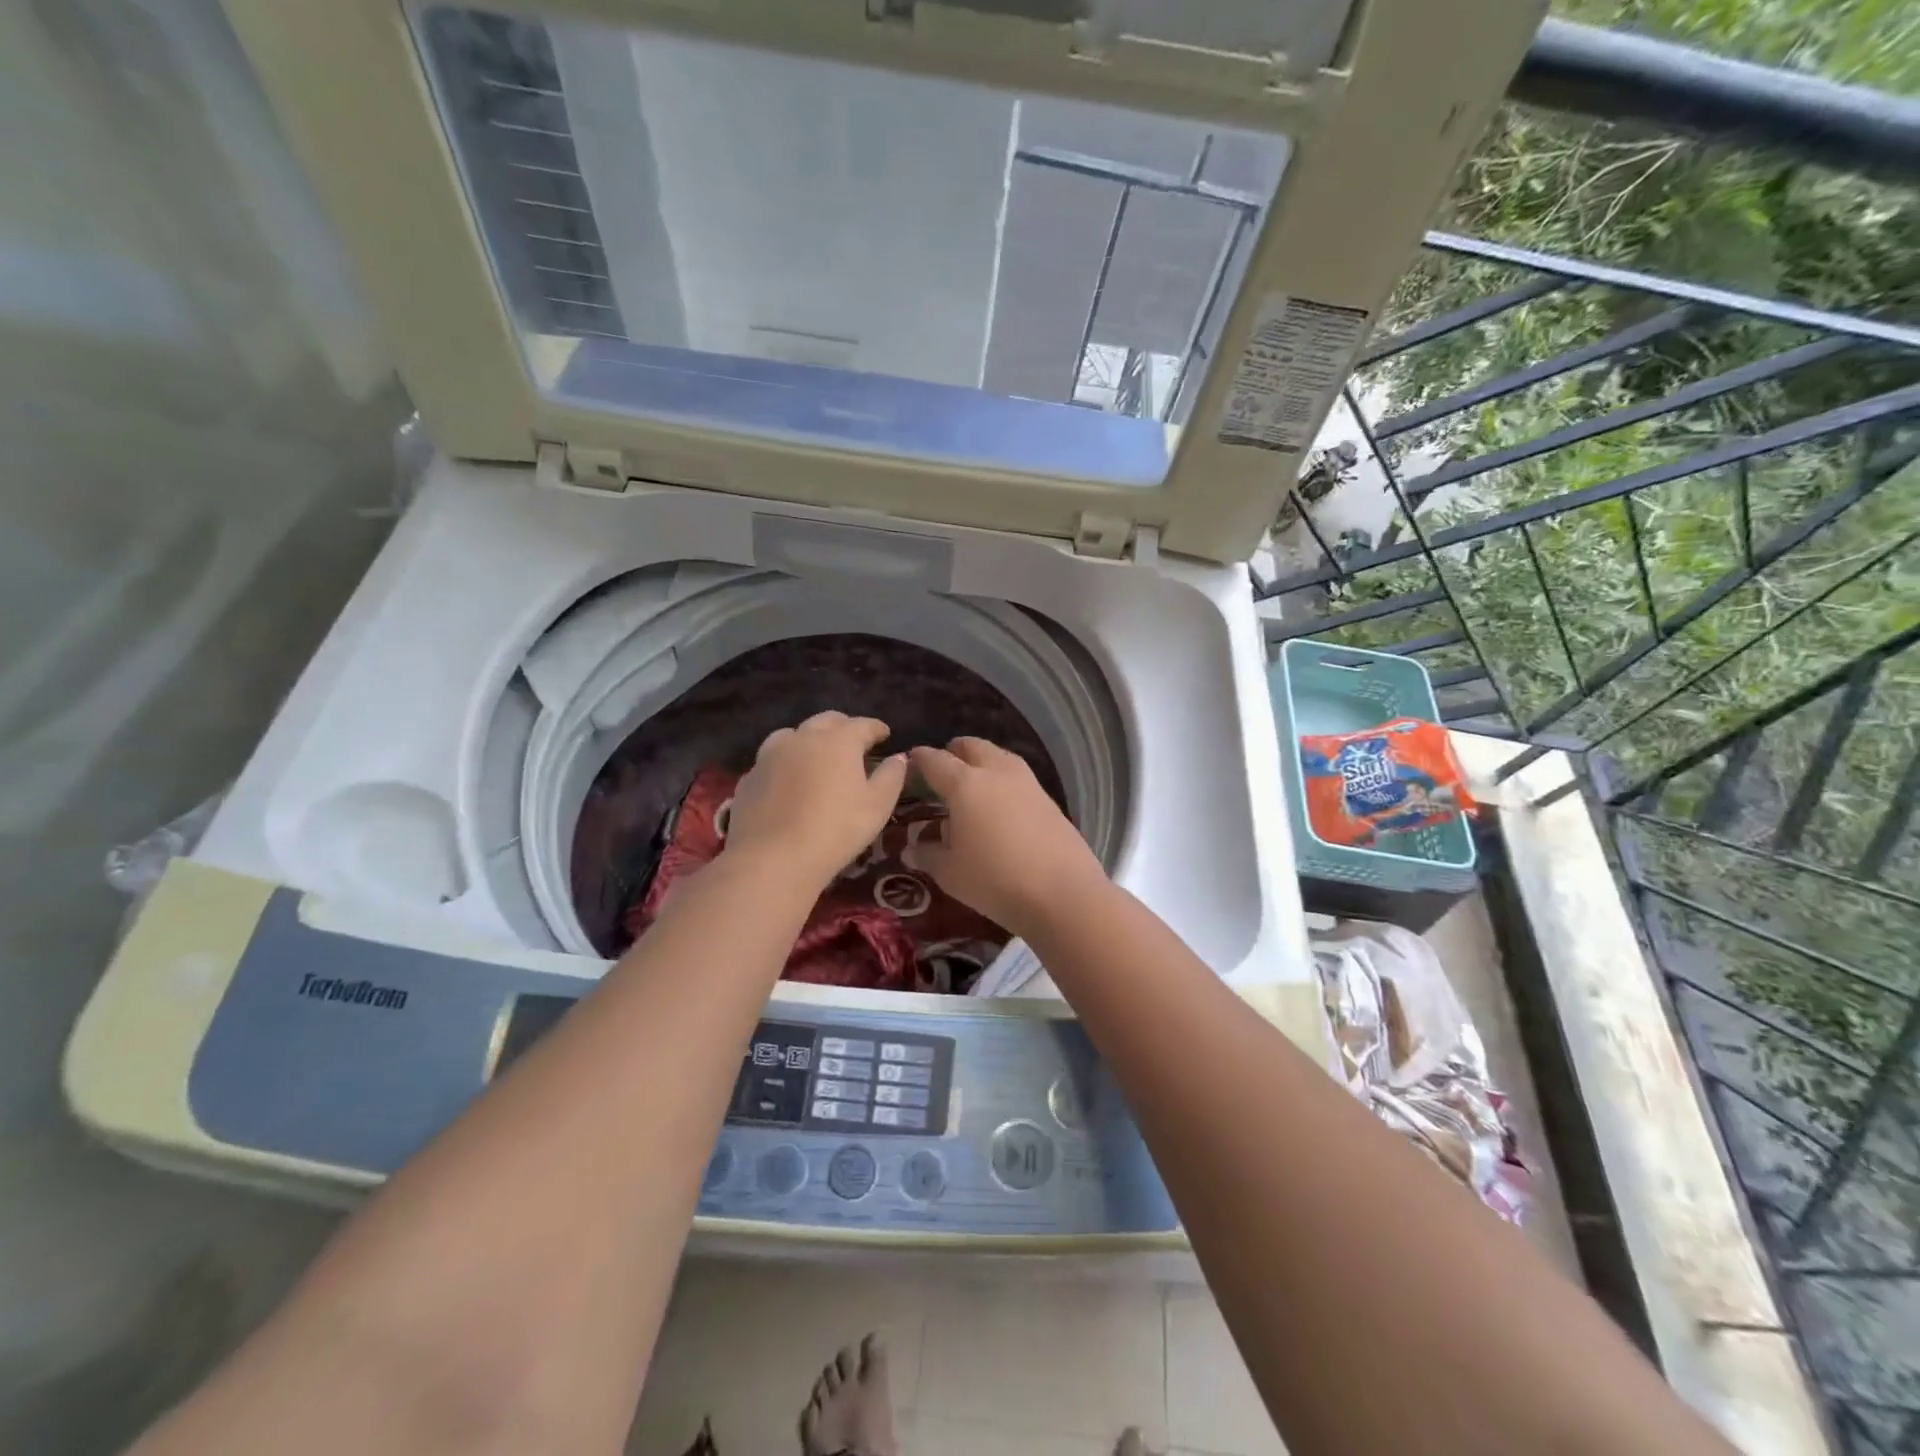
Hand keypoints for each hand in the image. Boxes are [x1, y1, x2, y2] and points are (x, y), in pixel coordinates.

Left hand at [723, 712, 907, 891]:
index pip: (862, 725)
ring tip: (816, 755)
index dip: (876, 728)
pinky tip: (788, 780)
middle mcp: (802, 738)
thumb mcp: (877, 806)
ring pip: (792, 735)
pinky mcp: (749, 778)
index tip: (885, 734)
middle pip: (825, 721)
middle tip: (853, 740)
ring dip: (808, 739)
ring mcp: (769, 756)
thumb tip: (899, 758)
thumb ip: (891, 777)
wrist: (772, 859)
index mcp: (837, 741)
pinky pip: (771, 761)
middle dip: (843, 726)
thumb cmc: (835, 831)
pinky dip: (784, 763)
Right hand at [906, 738, 1106, 936]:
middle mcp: (996, 772)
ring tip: (972, 785)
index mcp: (965, 783)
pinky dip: (1003, 780)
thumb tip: (913, 847)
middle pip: (972, 747)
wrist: (1063, 894)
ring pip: (999, 757)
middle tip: (942, 770)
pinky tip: (1000, 805)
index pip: (935, 760)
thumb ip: (928, 854)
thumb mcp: (950, 873)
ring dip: (982, 762)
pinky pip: (1018, 777)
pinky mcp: (1049, 799)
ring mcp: (1027, 782)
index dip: (919, 760)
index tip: (909, 764)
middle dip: (954, 752)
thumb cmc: (995, 880)